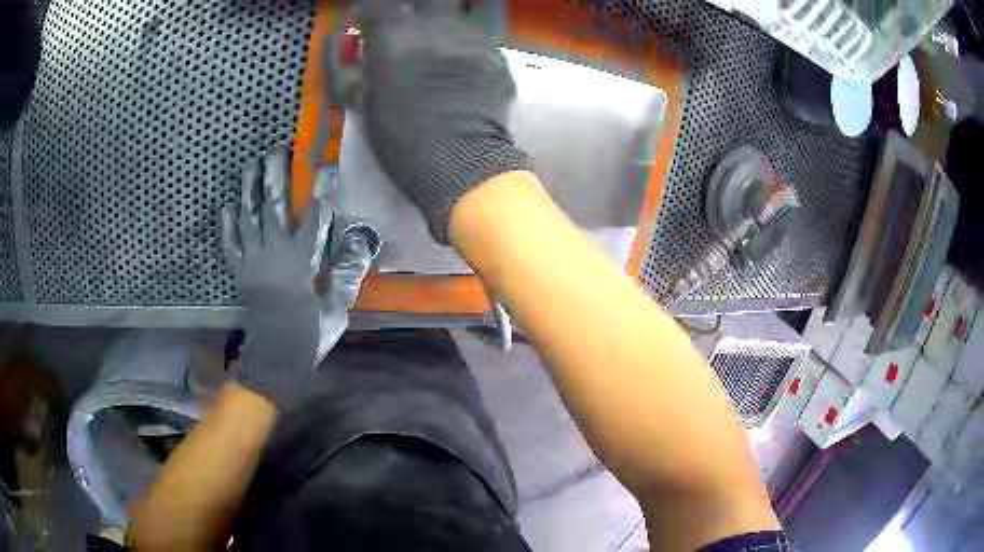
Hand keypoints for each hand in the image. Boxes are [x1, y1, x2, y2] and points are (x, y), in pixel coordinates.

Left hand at [222, 147, 322, 407]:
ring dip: (249, 188)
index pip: (315, 216)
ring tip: (251, 165)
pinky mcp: (239, 271)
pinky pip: (230, 242)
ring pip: (249, 216)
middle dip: (277, 174)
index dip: (321, 188)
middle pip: (275, 205)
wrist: (275, 355)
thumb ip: (347, 275)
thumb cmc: (307, 331)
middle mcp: (275, 251)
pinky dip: (227, 224)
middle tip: (277, 150)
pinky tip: (228, 206)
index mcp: (302, 259)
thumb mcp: (335, 307)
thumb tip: (361, 245)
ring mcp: (253, 259)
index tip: (325, 165)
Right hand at [355, 1, 529, 242]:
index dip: (371, 15)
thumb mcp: (368, 109)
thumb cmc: (404, 140)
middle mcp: (435, 26)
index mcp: (395, 36)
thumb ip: (357, 77)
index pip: (378, 7)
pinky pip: (477, 42)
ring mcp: (471, 38)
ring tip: (437, 50)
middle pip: (428, 1)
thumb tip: (352, 65)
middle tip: (408, 29)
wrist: (463, 162)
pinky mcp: (496, 56)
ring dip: (442, 27)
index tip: (368, 25)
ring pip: (455, 17)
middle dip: (414, 10)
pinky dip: (466, 50)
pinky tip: (462, 71)